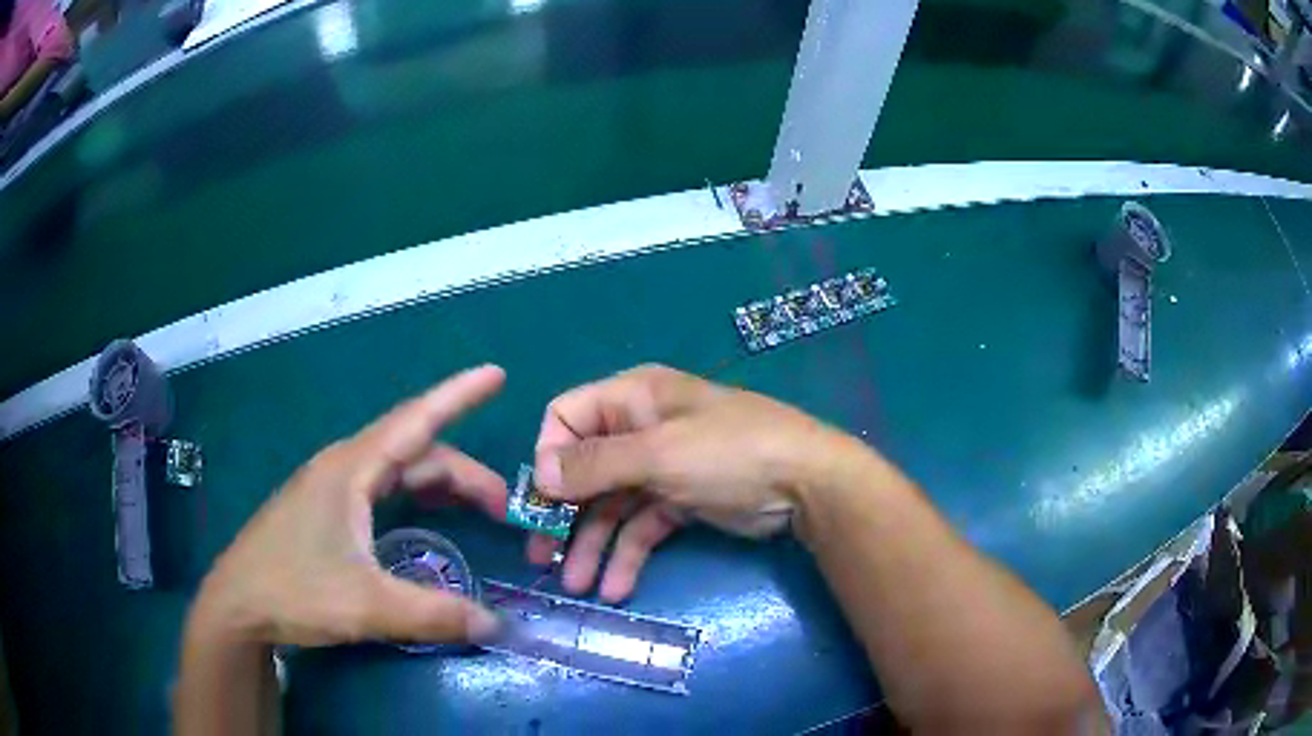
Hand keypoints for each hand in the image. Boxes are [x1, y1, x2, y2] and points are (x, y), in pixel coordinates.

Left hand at [188, 366, 506, 649]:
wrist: (237, 605)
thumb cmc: (294, 592)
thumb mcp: (367, 606)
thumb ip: (434, 614)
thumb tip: (495, 624)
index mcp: (350, 470)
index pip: (415, 422)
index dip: (458, 397)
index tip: (496, 374)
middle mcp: (342, 468)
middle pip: (413, 453)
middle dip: (462, 472)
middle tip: (502, 504)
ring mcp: (330, 489)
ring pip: (396, 472)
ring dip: (439, 485)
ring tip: (477, 510)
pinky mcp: (324, 510)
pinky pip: (381, 489)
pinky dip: (414, 497)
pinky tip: (425, 519)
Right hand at [530, 364, 867, 601]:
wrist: (807, 483)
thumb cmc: (730, 453)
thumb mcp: (659, 453)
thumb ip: (596, 464)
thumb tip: (540, 474)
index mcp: (632, 398)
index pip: (566, 417)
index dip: (548, 456)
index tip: (542, 500)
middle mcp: (639, 429)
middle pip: (585, 471)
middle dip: (563, 515)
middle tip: (540, 557)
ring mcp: (660, 468)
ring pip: (611, 506)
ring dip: (592, 545)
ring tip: (576, 586)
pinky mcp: (680, 501)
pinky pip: (642, 527)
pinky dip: (628, 555)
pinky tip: (617, 587)